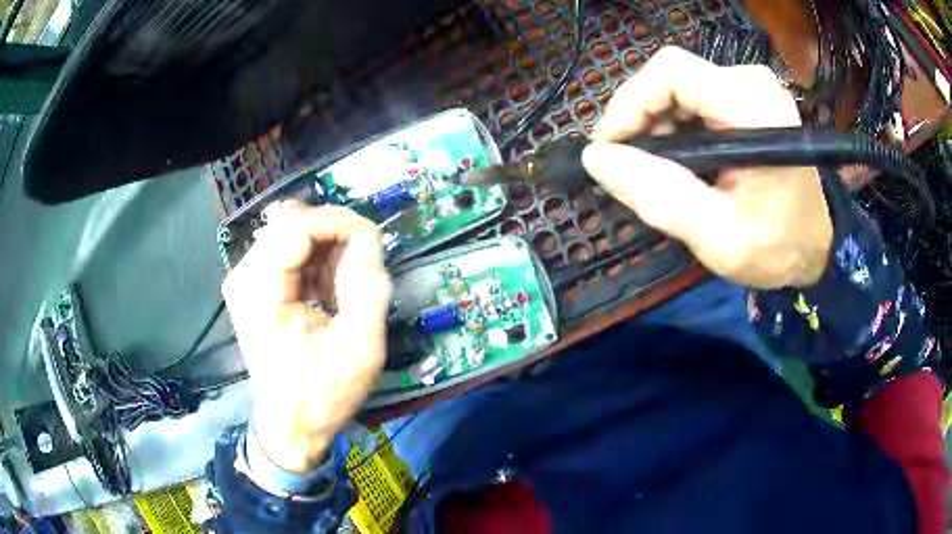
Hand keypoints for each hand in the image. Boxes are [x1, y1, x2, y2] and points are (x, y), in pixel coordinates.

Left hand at [222, 203, 390, 471]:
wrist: (292, 426)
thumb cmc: (322, 395)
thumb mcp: (359, 348)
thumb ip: (368, 287)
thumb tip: (369, 238)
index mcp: (259, 287)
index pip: (299, 224)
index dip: (341, 223)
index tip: (374, 243)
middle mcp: (245, 273)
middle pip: (294, 222)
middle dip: (336, 237)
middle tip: (362, 268)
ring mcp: (248, 278)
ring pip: (295, 233)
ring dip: (328, 251)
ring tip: (344, 288)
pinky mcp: (257, 285)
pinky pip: (291, 252)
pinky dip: (318, 263)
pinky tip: (328, 293)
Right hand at [582, 46, 832, 288]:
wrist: (815, 247)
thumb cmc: (776, 247)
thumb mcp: (718, 236)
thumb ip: (659, 196)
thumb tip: (596, 160)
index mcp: (753, 108)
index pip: (672, 73)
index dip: (630, 103)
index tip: (609, 148)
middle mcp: (753, 82)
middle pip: (671, 76)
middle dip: (640, 118)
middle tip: (627, 165)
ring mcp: (751, 87)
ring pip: (678, 85)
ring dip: (654, 123)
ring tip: (652, 168)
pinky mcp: (747, 97)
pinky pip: (693, 96)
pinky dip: (673, 124)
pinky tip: (675, 158)